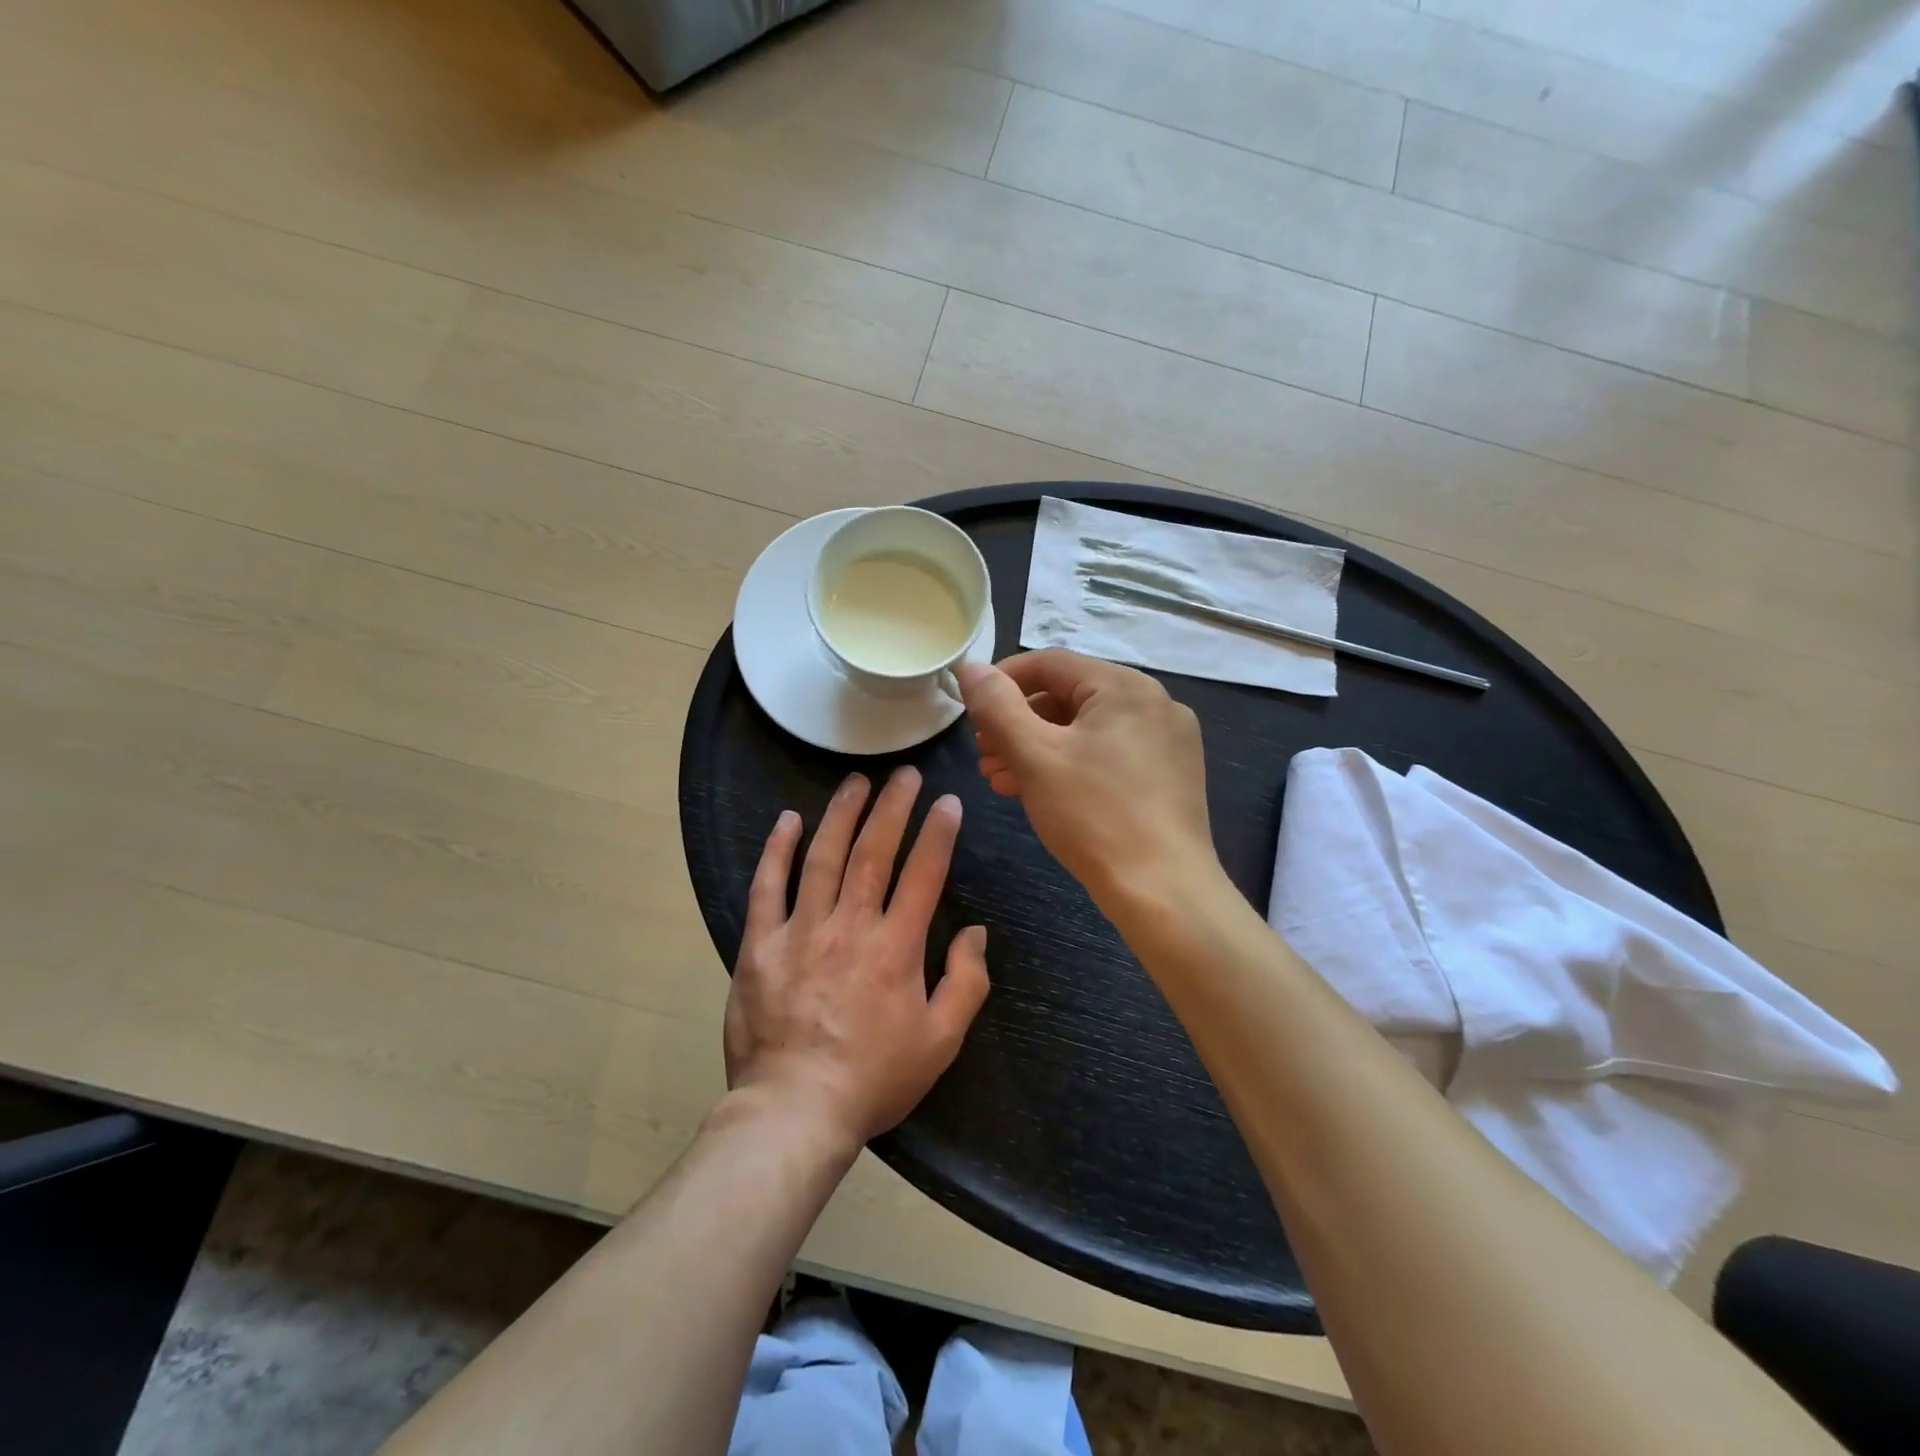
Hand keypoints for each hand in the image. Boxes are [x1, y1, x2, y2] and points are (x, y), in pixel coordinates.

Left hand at [725, 767, 990, 1148]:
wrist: (794, 1111)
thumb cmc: (874, 1078)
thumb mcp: (941, 1042)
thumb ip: (966, 982)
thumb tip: (975, 931)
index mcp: (896, 947)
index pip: (923, 873)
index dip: (938, 833)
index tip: (946, 802)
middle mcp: (850, 926)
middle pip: (874, 852)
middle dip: (893, 807)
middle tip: (905, 773)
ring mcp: (800, 931)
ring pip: (823, 857)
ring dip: (842, 814)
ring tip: (857, 781)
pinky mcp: (760, 945)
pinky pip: (767, 887)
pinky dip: (777, 850)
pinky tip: (788, 820)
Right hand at [956, 650, 1217, 904]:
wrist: (1163, 893)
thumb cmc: (1094, 815)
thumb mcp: (1035, 755)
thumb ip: (997, 706)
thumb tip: (970, 667)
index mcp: (1125, 687)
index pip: (1050, 663)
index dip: (1002, 680)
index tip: (971, 708)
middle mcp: (1153, 704)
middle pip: (1068, 696)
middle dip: (1018, 722)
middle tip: (983, 751)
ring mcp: (1166, 742)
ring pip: (1086, 730)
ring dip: (1037, 748)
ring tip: (999, 777)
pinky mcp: (1168, 776)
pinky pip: (1108, 755)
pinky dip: (1068, 765)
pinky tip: (1037, 791)